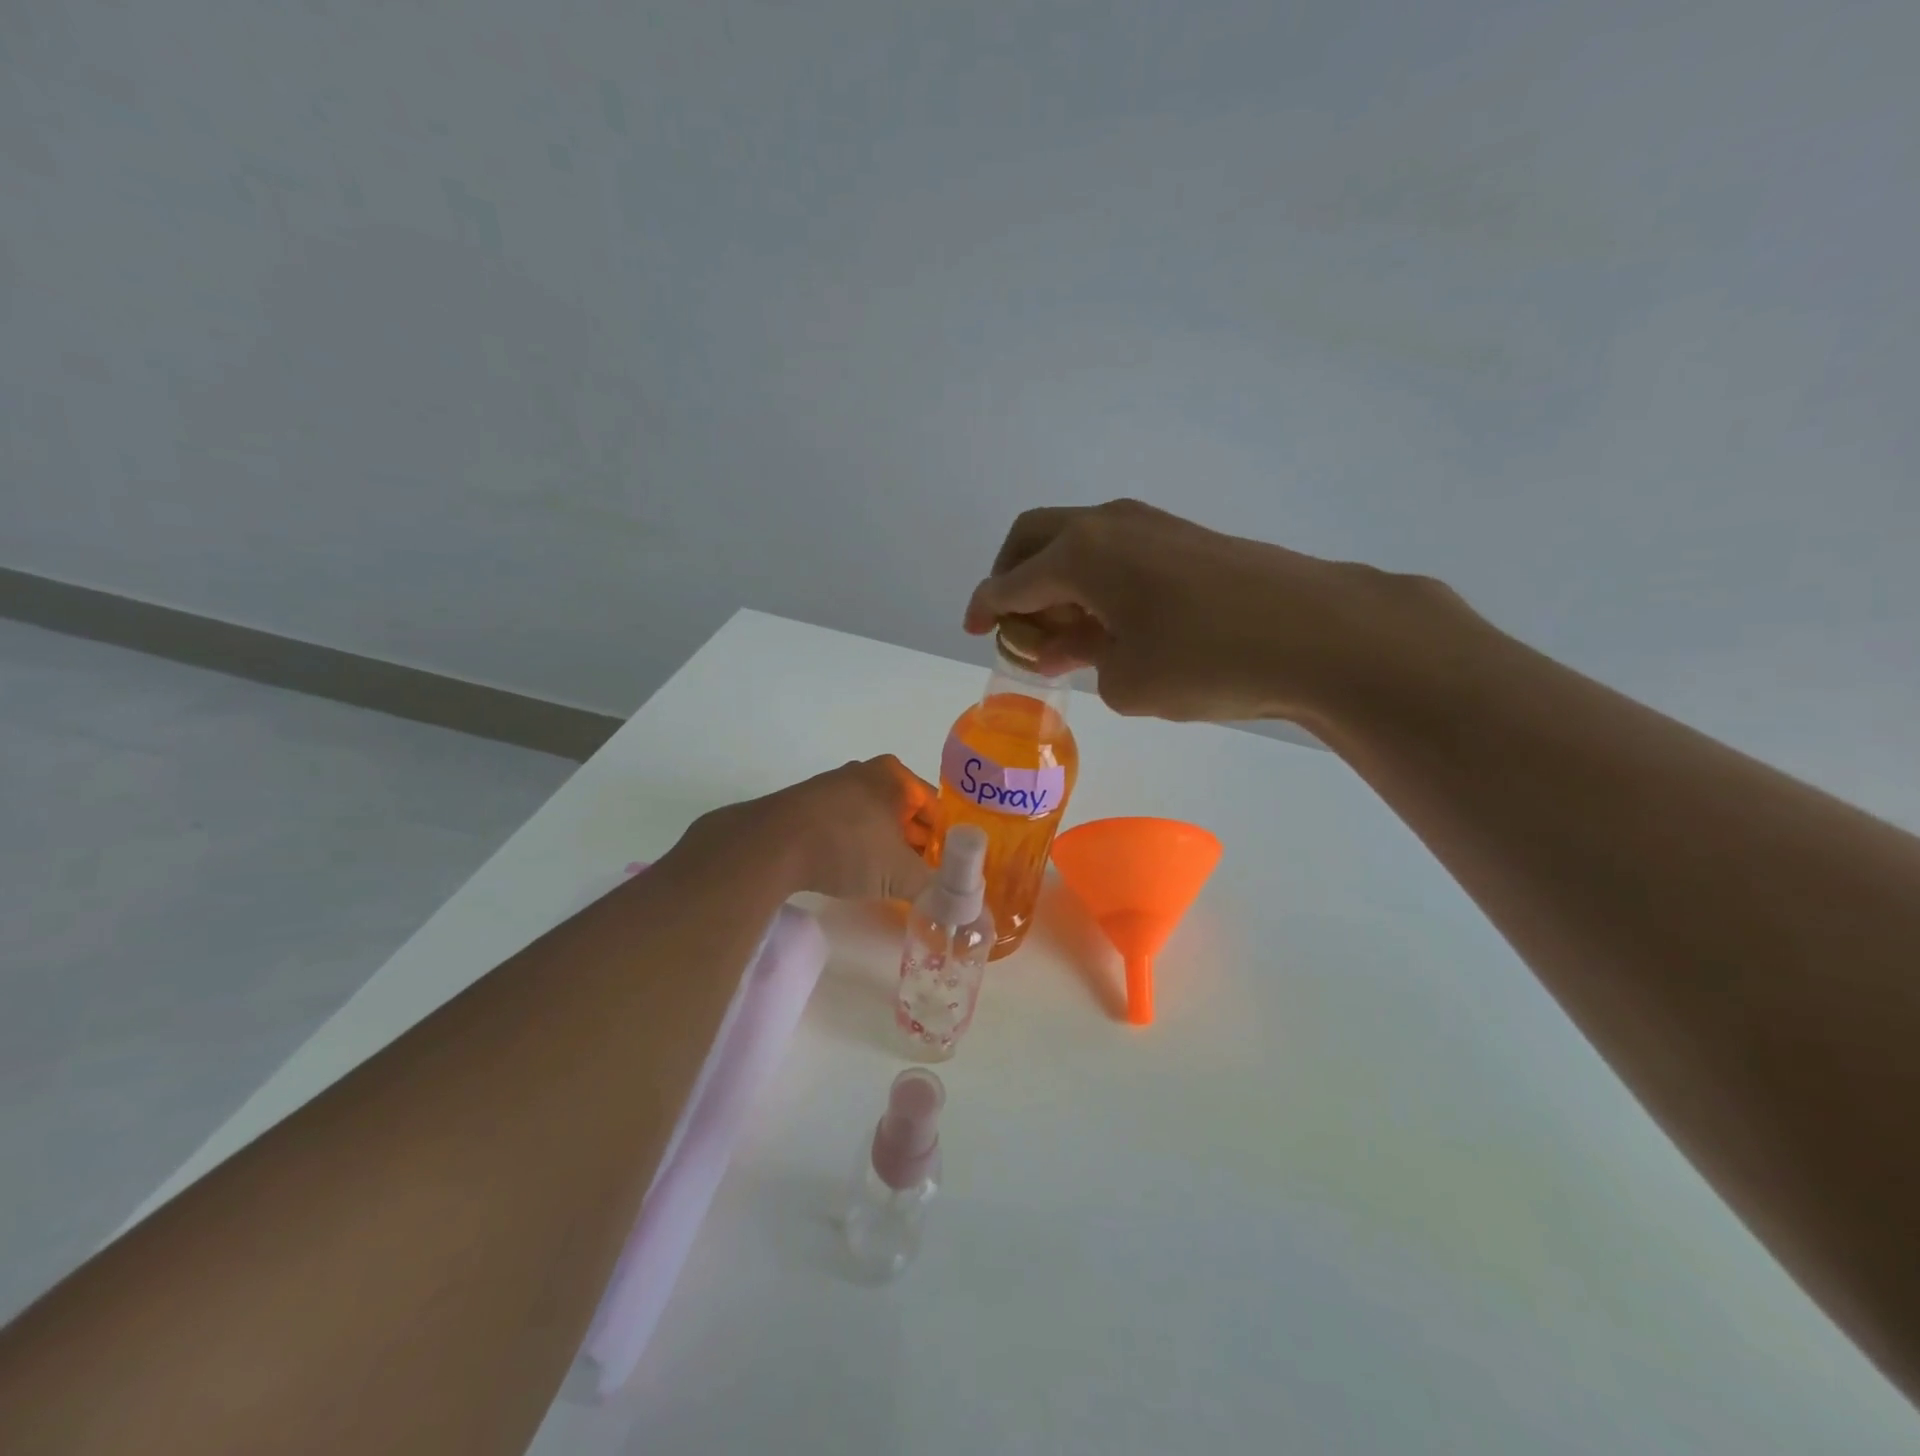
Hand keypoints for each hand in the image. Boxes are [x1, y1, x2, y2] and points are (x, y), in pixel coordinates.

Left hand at [696, 756, 936, 902]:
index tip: (943, 871)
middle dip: (913, 844)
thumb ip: (935, 887)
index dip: (943, 841)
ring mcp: (832, 785)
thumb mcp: (901, 874)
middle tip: (918, 879)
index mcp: (894, 776)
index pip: (934, 808)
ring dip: (882, 846)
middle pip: (903, 811)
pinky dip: (853, 845)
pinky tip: (849, 871)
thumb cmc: (849, 847)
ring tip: (885, 880)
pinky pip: (843, 824)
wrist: (773, 844)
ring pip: (872, 818)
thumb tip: (957, 904)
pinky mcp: (805, 804)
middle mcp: (865, 771)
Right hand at [965, 499, 1471, 726]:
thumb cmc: (1207, 661)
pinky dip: (1095, 582)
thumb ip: (1085, 660)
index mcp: (1080, 554)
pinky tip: (1110, 623)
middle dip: (1012, 577)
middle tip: (1012, 623)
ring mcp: (1152, 526)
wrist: (1320, 634)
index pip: (1011, 580)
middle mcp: (1108, 525)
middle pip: (1035, 537)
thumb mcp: (1126, 682)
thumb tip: (1080, 644)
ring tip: (1062, 635)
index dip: (985, 607)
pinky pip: (1116, 553)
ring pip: (1078, 543)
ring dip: (1057, 581)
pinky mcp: (1186, 539)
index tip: (972, 629)